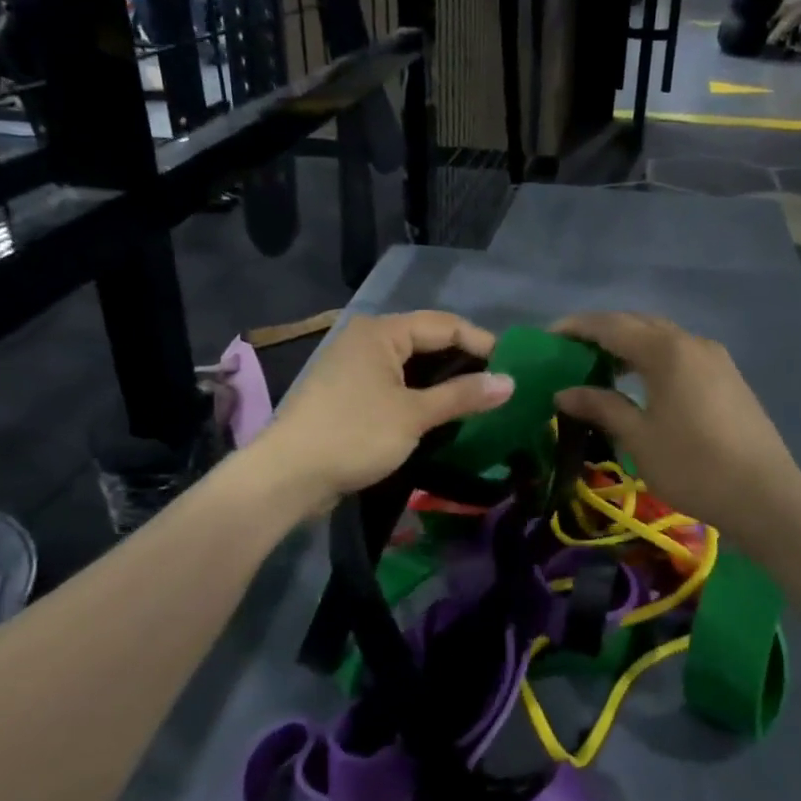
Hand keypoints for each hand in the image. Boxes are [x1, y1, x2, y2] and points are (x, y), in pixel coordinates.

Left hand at [257, 312, 511, 507]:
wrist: (287, 476)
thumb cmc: (354, 435)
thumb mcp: (414, 415)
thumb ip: (463, 395)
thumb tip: (510, 382)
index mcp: (381, 332)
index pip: (444, 324)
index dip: (482, 343)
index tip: (513, 367)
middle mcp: (366, 339)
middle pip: (427, 340)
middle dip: (464, 361)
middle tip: (499, 384)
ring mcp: (354, 366)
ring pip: (411, 364)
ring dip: (444, 380)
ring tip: (478, 399)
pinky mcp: (348, 392)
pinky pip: (395, 382)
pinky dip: (420, 393)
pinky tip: (442, 411)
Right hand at [551, 313, 800, 550]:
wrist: (765, 496)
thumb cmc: (694, 466)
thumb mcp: (639, 438)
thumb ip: (601, 406)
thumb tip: (564, 392)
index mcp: (666, 351)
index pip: (611, 326)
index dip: (577, 328)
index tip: (549, 337)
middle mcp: (692, 343)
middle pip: (638, 324)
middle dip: (602, 332)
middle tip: (572, 351)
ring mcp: (715, 359)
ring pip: (662, 338)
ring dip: (629, 345)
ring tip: (601, 367)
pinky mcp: (728, 377)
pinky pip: (680, 354)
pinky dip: (652, 358)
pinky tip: (640, 384)